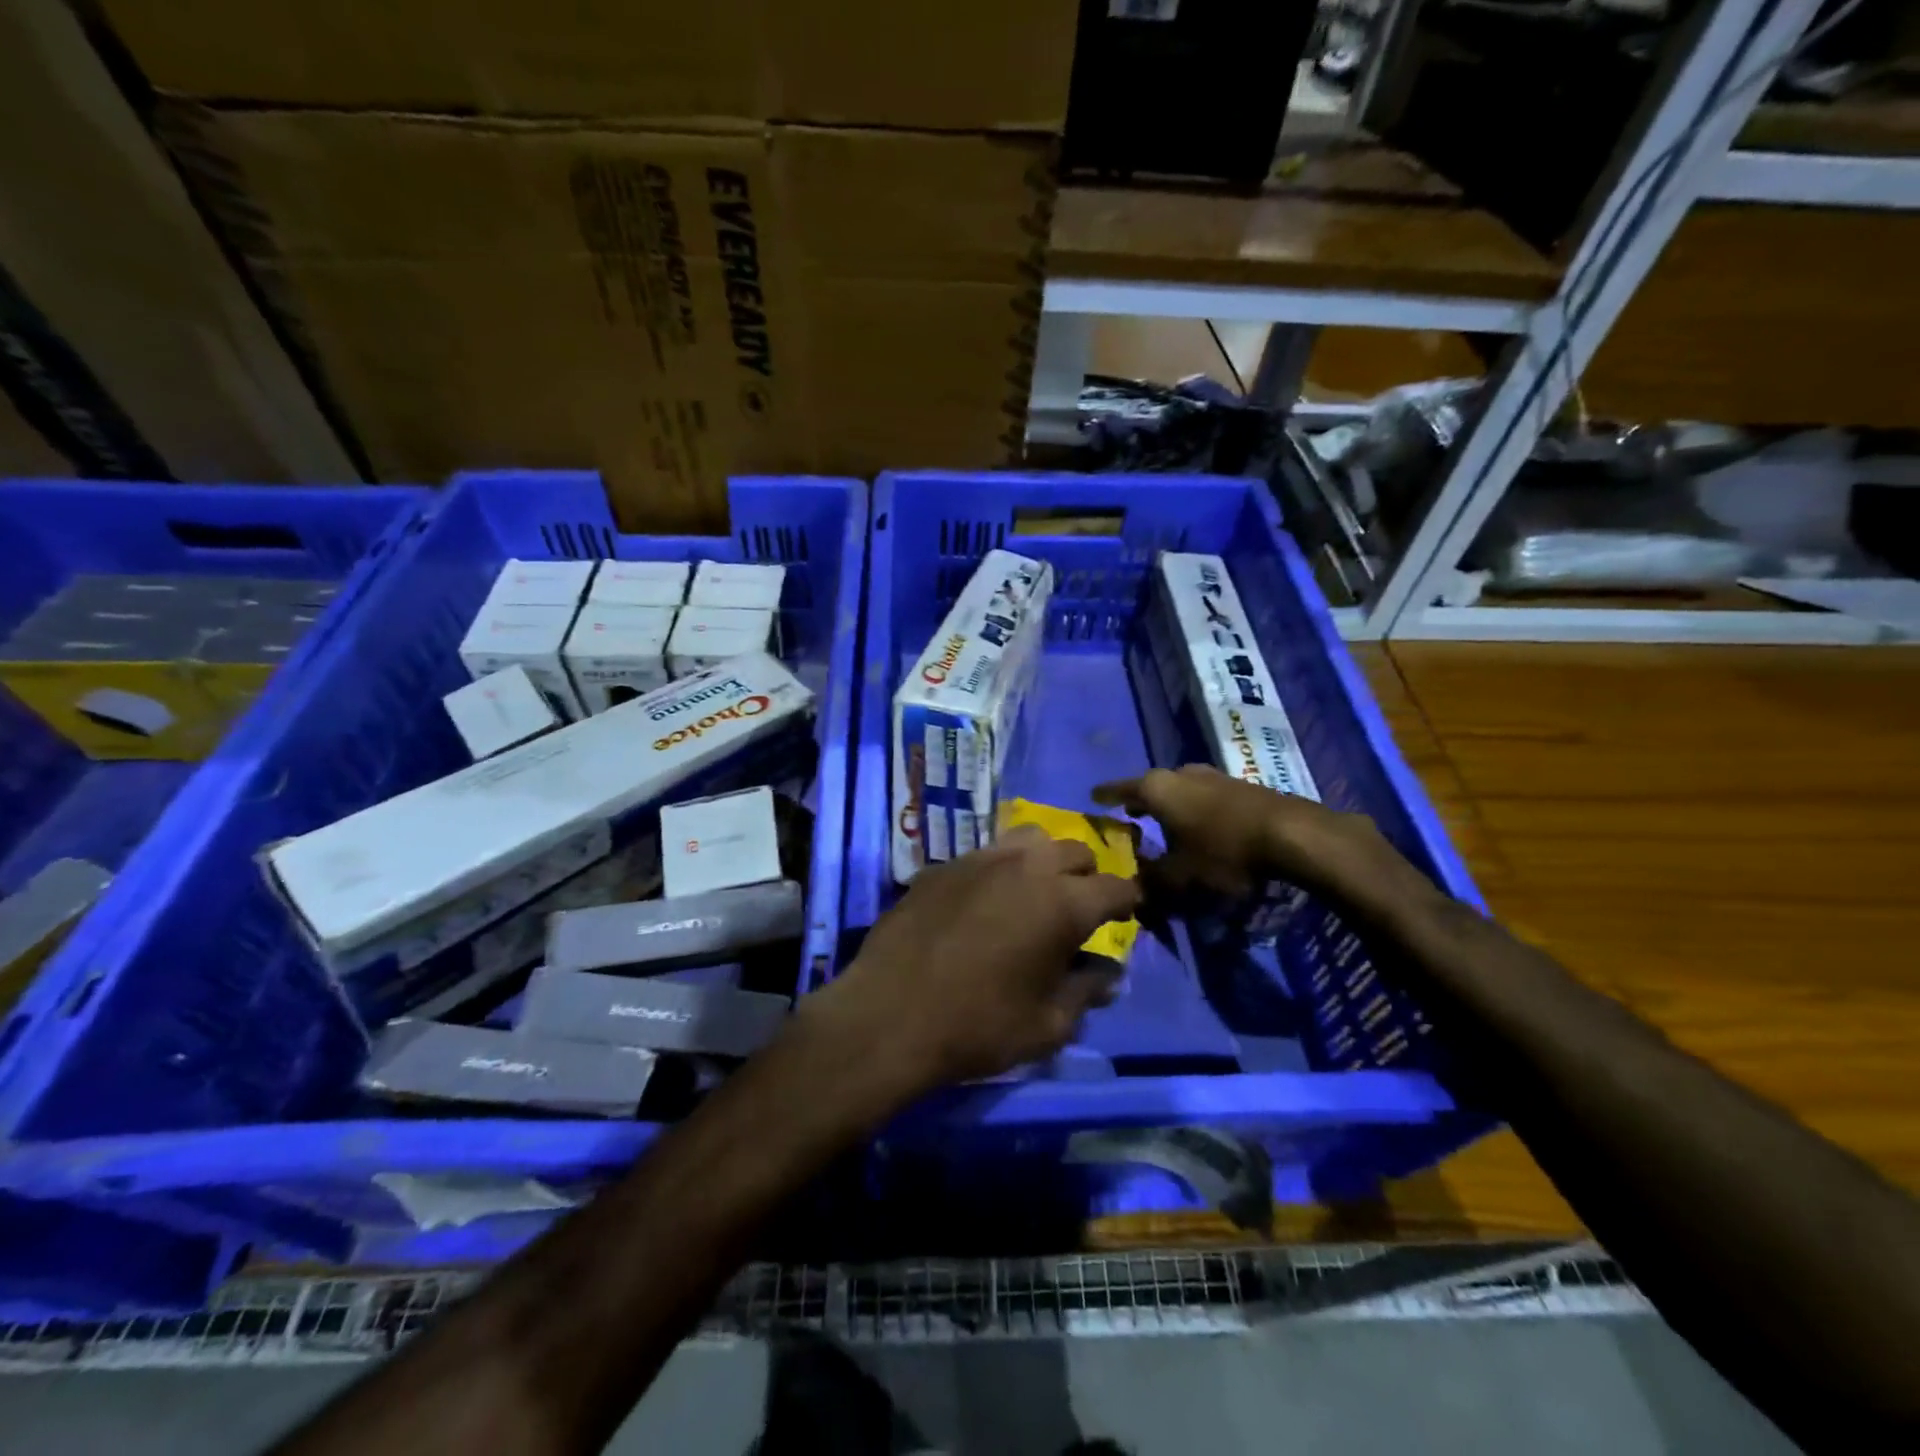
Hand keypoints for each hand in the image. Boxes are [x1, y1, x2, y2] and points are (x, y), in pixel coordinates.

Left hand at [803, 826, 1140, 1094]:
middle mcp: (1026, 867)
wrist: (889, 1015)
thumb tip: (1108, 973)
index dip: (1130, 901)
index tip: (1129, 914)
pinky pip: (985, 854)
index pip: (1116, 887)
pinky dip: (1000, 870)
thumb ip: (1086, 992)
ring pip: (1030, 838)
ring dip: (1044, 860)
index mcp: (1062, 903)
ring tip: (1034, 892)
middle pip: (1076, 850)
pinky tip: (984, 901)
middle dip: (1087, 876)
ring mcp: (980, 859)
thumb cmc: (978, 1026)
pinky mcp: (943, 865)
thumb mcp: (1048, 1026)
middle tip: (1078, 908)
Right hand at [1093, 765, 1393, 904]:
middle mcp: (1181, 773)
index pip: (1119, 789)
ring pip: (1180, 789)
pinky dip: (1193, 809)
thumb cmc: (1224, 851)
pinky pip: (1203, 796)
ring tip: (1163, 823)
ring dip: (1169, 806)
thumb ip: (1151, 883)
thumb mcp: (1181, 877)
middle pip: (1151, 787)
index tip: (1092, 797)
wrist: (1292, 834)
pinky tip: (1199, 826)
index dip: (1105, 796)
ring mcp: (1212, 776)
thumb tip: (1131, 889)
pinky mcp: (1239, 785)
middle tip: (1128, 816)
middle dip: (1139, 802)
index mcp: (1157, 788)